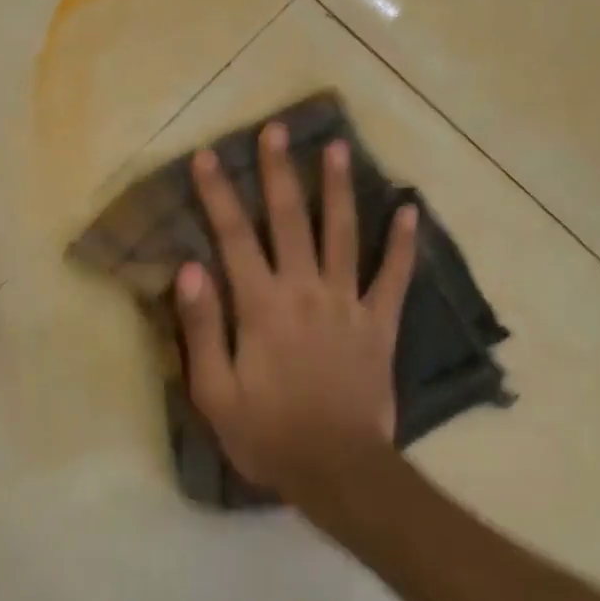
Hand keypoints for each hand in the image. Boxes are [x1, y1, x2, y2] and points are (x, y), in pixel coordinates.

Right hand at [174, 123, 416, 504]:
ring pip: (342, 233)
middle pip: (289, 220)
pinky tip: (410, 208)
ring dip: (337, 188)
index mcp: (261, 305)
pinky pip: (394, 276)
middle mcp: (305, 290)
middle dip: (279, 171)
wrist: (338, 471)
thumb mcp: (214, 391)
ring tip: (337, 147)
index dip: (218, 194)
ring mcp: (347, 303)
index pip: (233, 237)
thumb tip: (189, 267)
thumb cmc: (267, 434)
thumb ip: (201, 326)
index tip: (208, 156)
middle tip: (276, 129)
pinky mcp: (380, 323)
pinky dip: (403, 242)